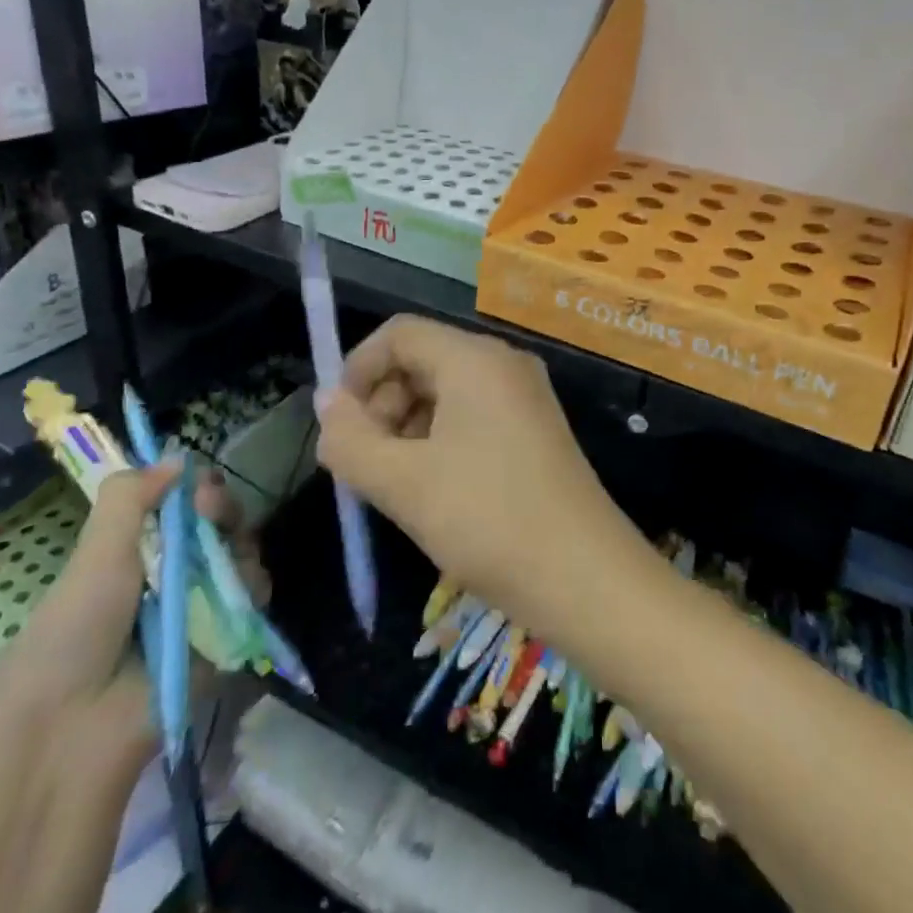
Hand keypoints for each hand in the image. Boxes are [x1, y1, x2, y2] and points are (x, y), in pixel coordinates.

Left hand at [0, 460, 268, 767]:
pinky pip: (254, 596)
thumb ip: (129, 498)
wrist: (72, 734)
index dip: (195, 487)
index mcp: (135, 550)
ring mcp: (199, 604)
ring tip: (223, 562)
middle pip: (218, 522)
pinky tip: (239, 591)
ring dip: (238, 545)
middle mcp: (171, 572)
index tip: (197, 487)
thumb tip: (176, 457)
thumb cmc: (71, 635)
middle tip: (210, 514)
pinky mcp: (224, 637)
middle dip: (221, 509)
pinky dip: (252, 586)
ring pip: (241, 552)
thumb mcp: (93, 556)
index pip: (180, 502)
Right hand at [316, 315, 645, 636]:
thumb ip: (351, 441)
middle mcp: (503, 363)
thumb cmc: (488, 521)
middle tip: (362, 463)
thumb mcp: (404, 484)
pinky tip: (430, 489)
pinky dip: (439, 439)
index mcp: (474, 359)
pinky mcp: (535, 428)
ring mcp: (525, 395)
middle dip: (381, 403)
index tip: (338, 426)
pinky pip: (472, 414)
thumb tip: (326, 404)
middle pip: (423, 359)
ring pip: (446, 390)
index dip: (357, 370)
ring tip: (392, 483)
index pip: (399, 334)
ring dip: (407, 426)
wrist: (587, 579)